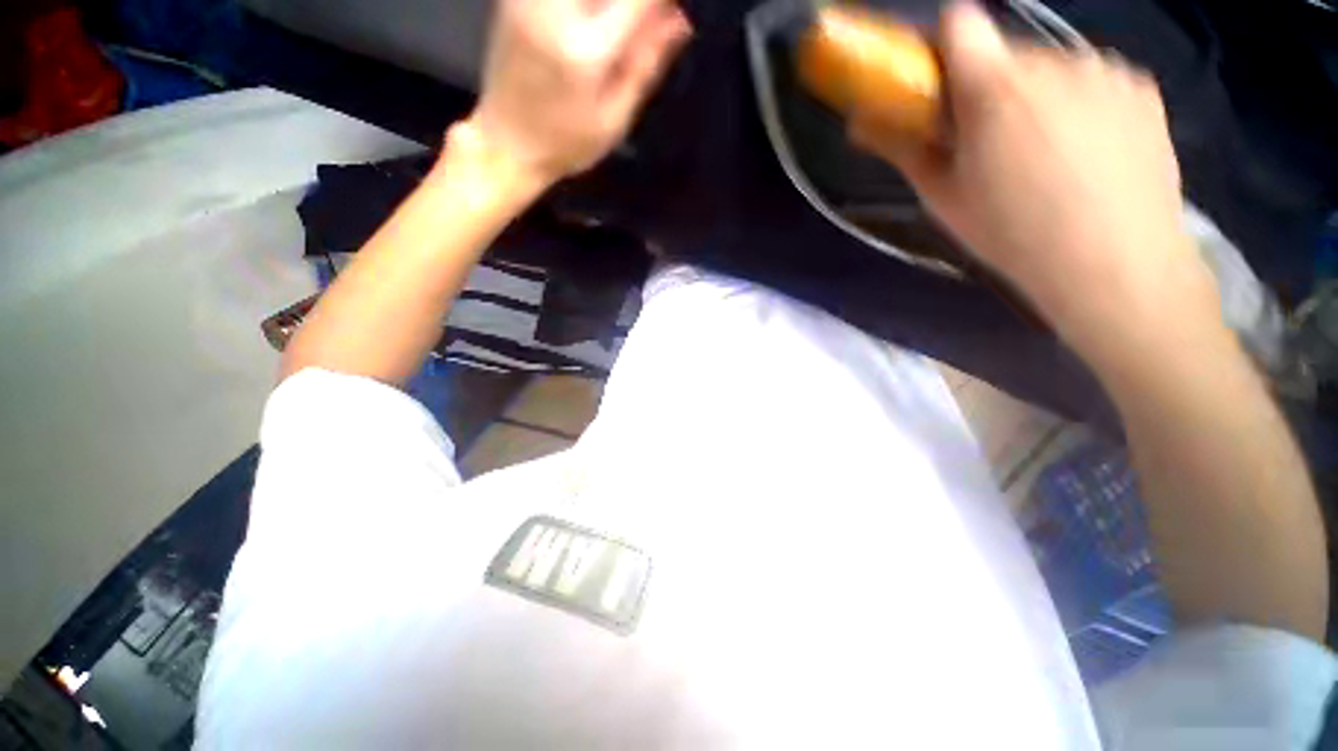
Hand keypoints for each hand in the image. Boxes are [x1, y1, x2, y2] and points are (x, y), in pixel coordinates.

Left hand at [468, 0, 691, 187]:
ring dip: (611, 8)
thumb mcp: (614, 120)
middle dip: (634, 4)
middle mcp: (554, 8)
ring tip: (617, 32)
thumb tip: (681, 20)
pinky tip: (595, 24)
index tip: (673, 14)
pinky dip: (589, 8)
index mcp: (586, 49)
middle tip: (642, 29)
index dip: (662, 2)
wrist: (506, 143)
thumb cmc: (566, 144)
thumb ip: (645, 65)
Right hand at [851, 3, 1216, 360]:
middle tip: (989, 144)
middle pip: (1004, 54)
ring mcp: (1103, 69)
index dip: (942, 47)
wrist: (1113, 263)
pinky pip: (1094, 81)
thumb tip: (859, 123)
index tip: (939, 84)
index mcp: (994, 87)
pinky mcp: (1141, 86)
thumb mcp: (942, 198)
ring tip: (1043, 158)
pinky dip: (1081, 106)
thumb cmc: (1011, 234)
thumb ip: (904, 148)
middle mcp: (1052, 59)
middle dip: (989, 89)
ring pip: (1051, 69)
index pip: (958, 24)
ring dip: (1036, 98)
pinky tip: (1087, 155)